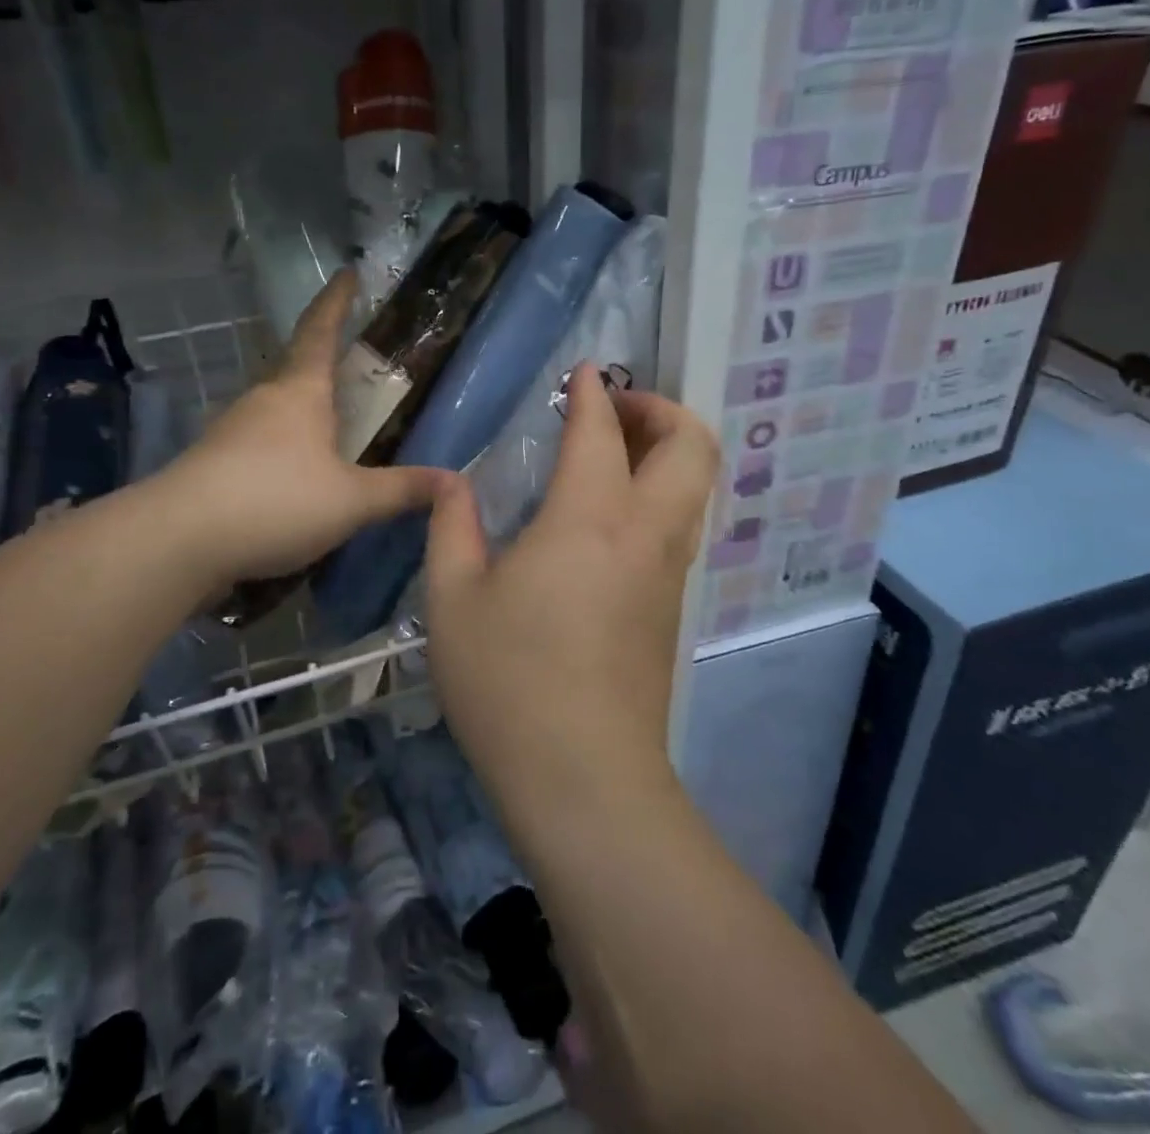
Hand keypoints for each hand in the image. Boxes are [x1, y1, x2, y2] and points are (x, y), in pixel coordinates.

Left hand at [161, 271, 449, 588]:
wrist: (179, 540)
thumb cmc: (275, 501)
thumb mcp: (351, 501)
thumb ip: (401, 490)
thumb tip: (454, 481)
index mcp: (300, 392)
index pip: (321, 330)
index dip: (337, 301)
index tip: (347, 272)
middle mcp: (263, 400)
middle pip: (297, 369)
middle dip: (324, 364)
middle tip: (354, 370)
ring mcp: (231, 429)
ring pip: (276, 409)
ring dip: (303, 412)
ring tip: (332, 431)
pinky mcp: (213, 462)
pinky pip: (258, 442)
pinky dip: (282, 448)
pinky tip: (294, 477)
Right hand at [423, 364, 719, 808]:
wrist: (583, 779)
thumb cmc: (508, 682)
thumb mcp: (453, 599)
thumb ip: (451, 527)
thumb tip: (452, 482)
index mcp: (588, 519)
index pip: (602, 432)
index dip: (594, 391)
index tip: (584, 370)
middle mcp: (645, 534)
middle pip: (691, 447)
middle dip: (661, 409)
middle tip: (614, 408)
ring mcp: (668, 573)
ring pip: (697, 486)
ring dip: (668, 451)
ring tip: (614, 452)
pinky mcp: (672, 608)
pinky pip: (682, 525)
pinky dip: (662, 492)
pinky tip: (611, 514)